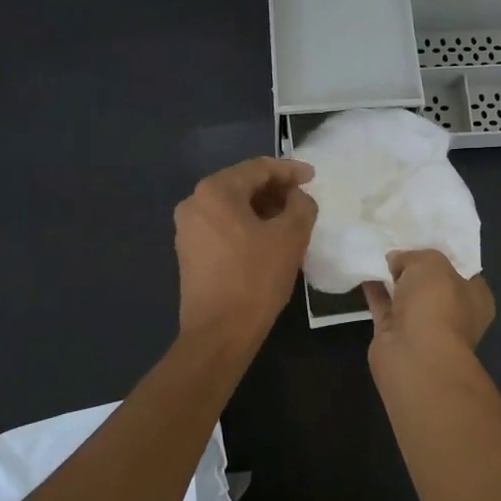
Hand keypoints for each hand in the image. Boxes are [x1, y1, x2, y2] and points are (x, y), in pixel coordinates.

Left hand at [174, 157, 317, 346]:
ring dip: (262, 209)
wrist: (219, 332)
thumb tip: (297, 197)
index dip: (290, 170)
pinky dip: (246, 226)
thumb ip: (301, 206)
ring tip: (290, 220)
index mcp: (215, 191)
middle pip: (242, 185)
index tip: (313, 177)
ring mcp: (187, 229)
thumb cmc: (256, 278)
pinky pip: (223, 226)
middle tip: (303, 199)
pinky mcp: (189, 252)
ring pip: (231, 207)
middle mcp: (194, 203)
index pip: (258, 168)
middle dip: (275, 190)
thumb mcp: (291, 237)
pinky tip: (268, 240)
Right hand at [362, 250, 495, 370]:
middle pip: (432, 283)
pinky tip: (362, 270)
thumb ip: (414, 256)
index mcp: (475, 297)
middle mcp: (453, 313)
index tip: (424, 239)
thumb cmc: (436, 304)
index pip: (462, 270)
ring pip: (407, 296)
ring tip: (375, 252)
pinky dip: (375, 291)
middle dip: (415, 266)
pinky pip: (385, 306)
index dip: (443, 254)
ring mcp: (424, 327)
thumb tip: (397, 260)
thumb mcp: (430, 263)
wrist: (414, 355)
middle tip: (396, 242)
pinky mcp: (396, 335)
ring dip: (392, 279)